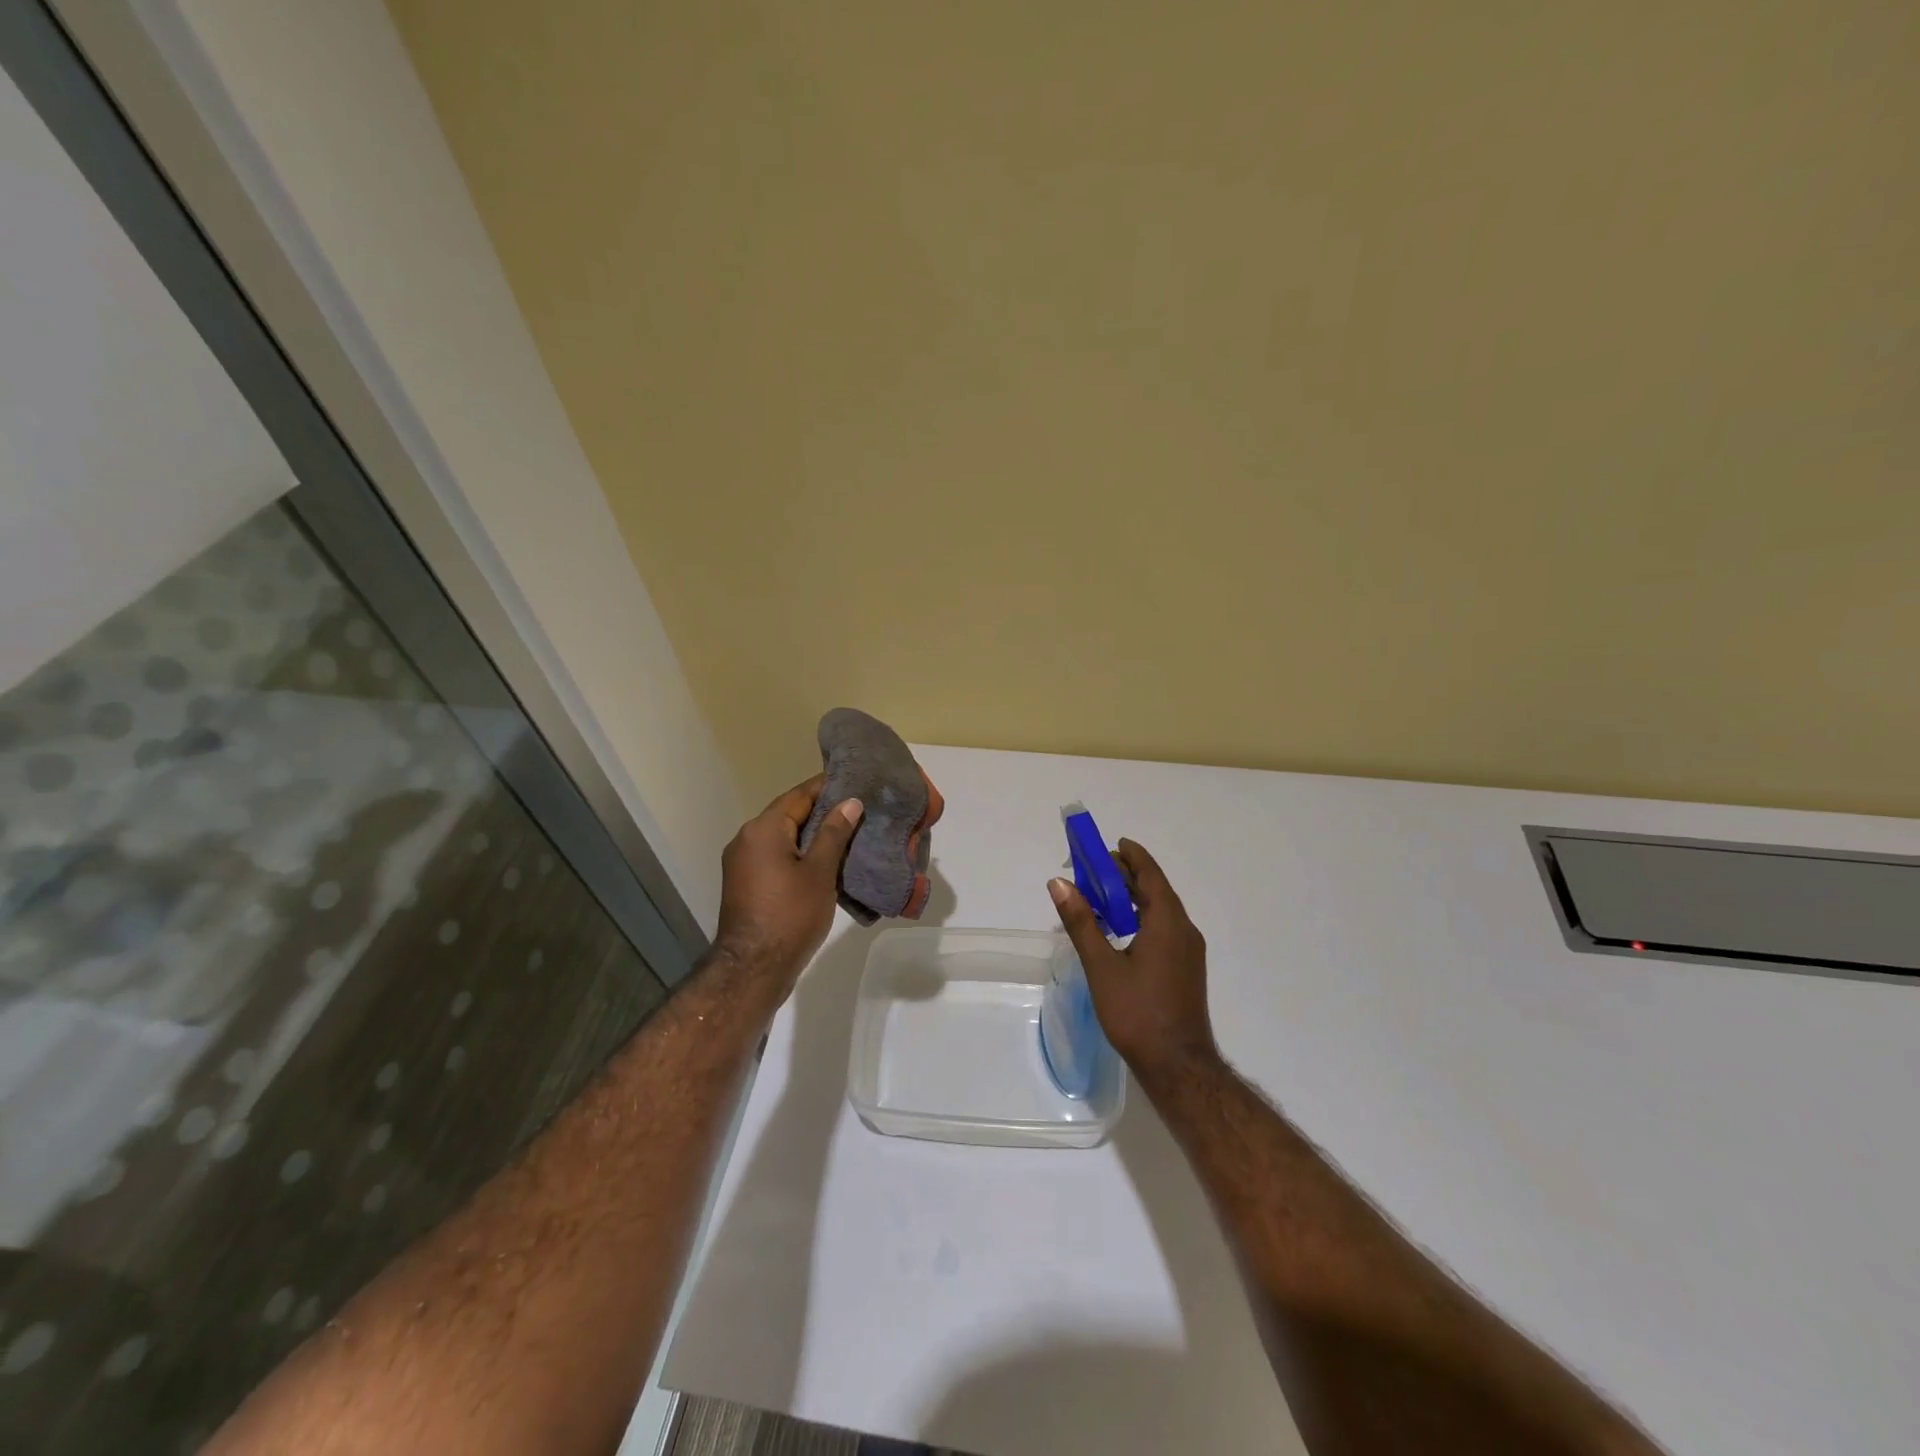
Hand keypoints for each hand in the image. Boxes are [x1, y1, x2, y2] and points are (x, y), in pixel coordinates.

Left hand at [713, 775, 862, 989]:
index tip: (855, 781)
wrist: (753, 969)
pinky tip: (826, 862)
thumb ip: (834, 833)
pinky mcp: (746, 884)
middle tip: (859, 809)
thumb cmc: (790, 915)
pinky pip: (776, 857)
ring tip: (849, 834)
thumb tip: (850, 802)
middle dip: (822, 811)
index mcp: (763, 829)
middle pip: (789, 814)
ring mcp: (743, 863)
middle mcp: (747, 839)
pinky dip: (800, 854)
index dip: (827, 787)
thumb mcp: (820, 872)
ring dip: (812, 835)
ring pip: (783, 837)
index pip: (799, 795)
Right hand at [1049, 839, 1217, 1082]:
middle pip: (1155, 890)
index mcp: (1168, 922)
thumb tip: (1059, 883)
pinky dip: (1140, 918)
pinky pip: (1163, 929)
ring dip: (1132, 898)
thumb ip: (1081, 922)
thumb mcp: (1101, 965)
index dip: (1131, 856)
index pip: (1150, 874)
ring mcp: (1188, 952)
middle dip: (1126, 876)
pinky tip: (1119, 931)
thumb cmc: (1137, 1012)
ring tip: (1100, 898)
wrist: (1177, 1066)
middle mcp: (1184, 930)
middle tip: (1093, 871)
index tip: (1111, 844)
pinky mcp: (1185, 969)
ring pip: (1160, 911)